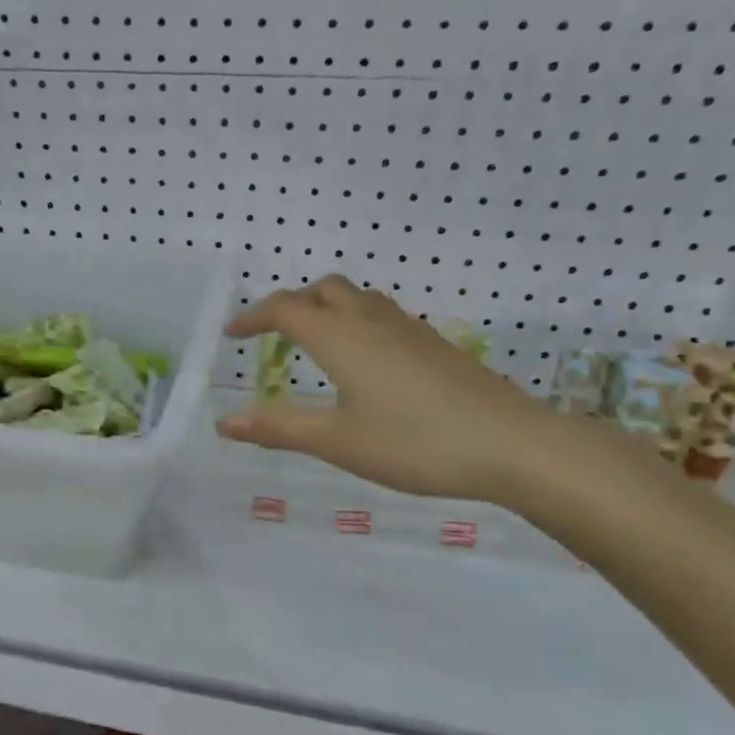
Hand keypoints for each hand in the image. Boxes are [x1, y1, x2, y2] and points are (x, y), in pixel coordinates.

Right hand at [217, 276, 557, 504]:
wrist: (511, 444)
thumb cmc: (413, 443)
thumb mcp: (336, 441)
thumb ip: (278, 429)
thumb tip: (223, 423)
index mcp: (341, 337)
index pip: (286, 308)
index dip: (253, 317)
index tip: (232, 335)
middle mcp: (372, 321)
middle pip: (323, 289)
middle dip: (291, 304)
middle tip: (273, 336)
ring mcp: (409, 329)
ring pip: (358, 298)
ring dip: (326, 309)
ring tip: (314, 344)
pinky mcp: (435, 345)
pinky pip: (383, 316)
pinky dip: (356, 323)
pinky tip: (364, 364)